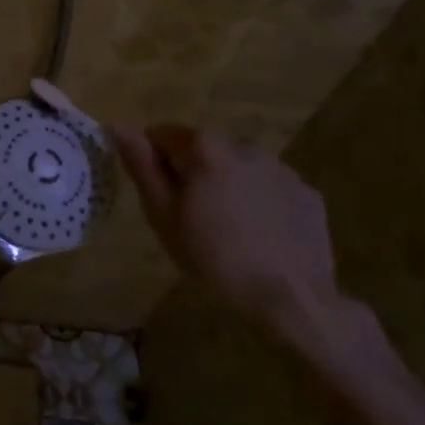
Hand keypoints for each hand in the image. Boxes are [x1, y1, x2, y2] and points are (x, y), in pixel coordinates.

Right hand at [115, 125, 339, 335]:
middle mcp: (244, 145)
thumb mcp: (163, 215)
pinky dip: (259, 202)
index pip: (161, 135)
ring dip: (225, 185)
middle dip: (191, 173)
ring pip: (237, 167)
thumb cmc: (214, 257)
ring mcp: (281, 167)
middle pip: (202, 150)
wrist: (291, 299)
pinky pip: (269, 187)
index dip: (152, 163)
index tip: (160, 197)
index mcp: (204, 148)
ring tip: (227, 230)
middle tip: (190, 218)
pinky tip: (259, 236)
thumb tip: (118, 126)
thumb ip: (141, 166)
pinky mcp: (306, 192)